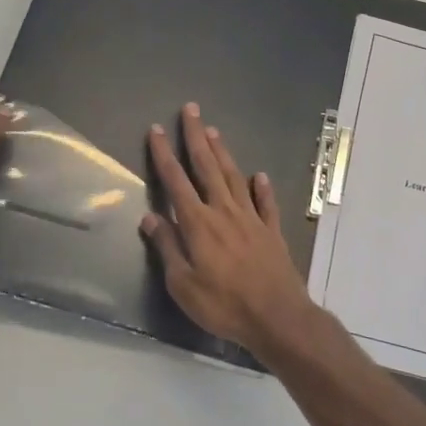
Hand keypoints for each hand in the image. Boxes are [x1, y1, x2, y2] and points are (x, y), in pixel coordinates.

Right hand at [141, 103, 317, 358]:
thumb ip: (167, 247)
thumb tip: (149, 217)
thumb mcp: (183, 284)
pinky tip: (259, 176)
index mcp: (198, 223)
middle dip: (196, 137)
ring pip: (234, 177)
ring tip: (214, 131)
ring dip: (223, 152)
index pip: (176, 181)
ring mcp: (251, 219)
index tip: (156, 130)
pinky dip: (261, 188)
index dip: (164, 155)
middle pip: (207, 167)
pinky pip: (266, 203)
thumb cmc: (223, 304)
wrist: (276, 316)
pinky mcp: (272, 231)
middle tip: (191, 110)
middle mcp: (224, 212)